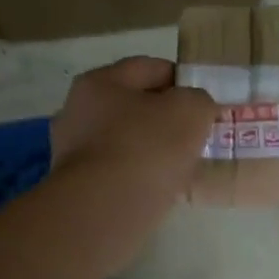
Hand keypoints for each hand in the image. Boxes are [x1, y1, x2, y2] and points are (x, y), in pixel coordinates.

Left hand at [50, 57, 215, 194]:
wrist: (105, 209)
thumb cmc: (147, 147)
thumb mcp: (190, 110)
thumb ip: (198, 100)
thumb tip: (194, 108)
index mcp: (100, 82)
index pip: (149, 68)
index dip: (181, 79)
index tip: (204, 100)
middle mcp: (78, 111)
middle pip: (133, 106)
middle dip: (164, 117)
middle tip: (196, 134)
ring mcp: (73, 151)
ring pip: (125, 141)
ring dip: (152, 149)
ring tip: (182, 164)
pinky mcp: (78, 187)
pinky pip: (118, 172)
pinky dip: (139, 176)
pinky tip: (160, 187)